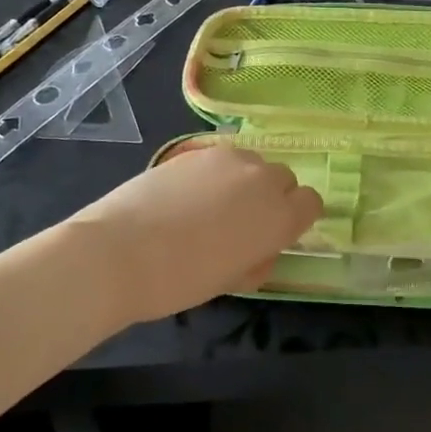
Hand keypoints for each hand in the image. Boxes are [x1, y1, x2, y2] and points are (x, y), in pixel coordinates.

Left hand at [56, 147, 320, 324]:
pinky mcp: (196, 151)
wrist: (120, 252)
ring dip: (242, 182)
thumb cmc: (180, 281)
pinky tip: (183, 198)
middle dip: (270, 197)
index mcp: (279, 216)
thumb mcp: (232, 281)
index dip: (295, 218)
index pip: (311, 203)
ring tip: (209, 208)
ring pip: (251, 164)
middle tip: (240, 224)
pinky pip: (219, 160)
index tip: (273, 235)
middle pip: (283, 178)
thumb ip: (258, 257)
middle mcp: (261, 178)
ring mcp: (227, 159)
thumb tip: (259, 247)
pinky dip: (213, 176)